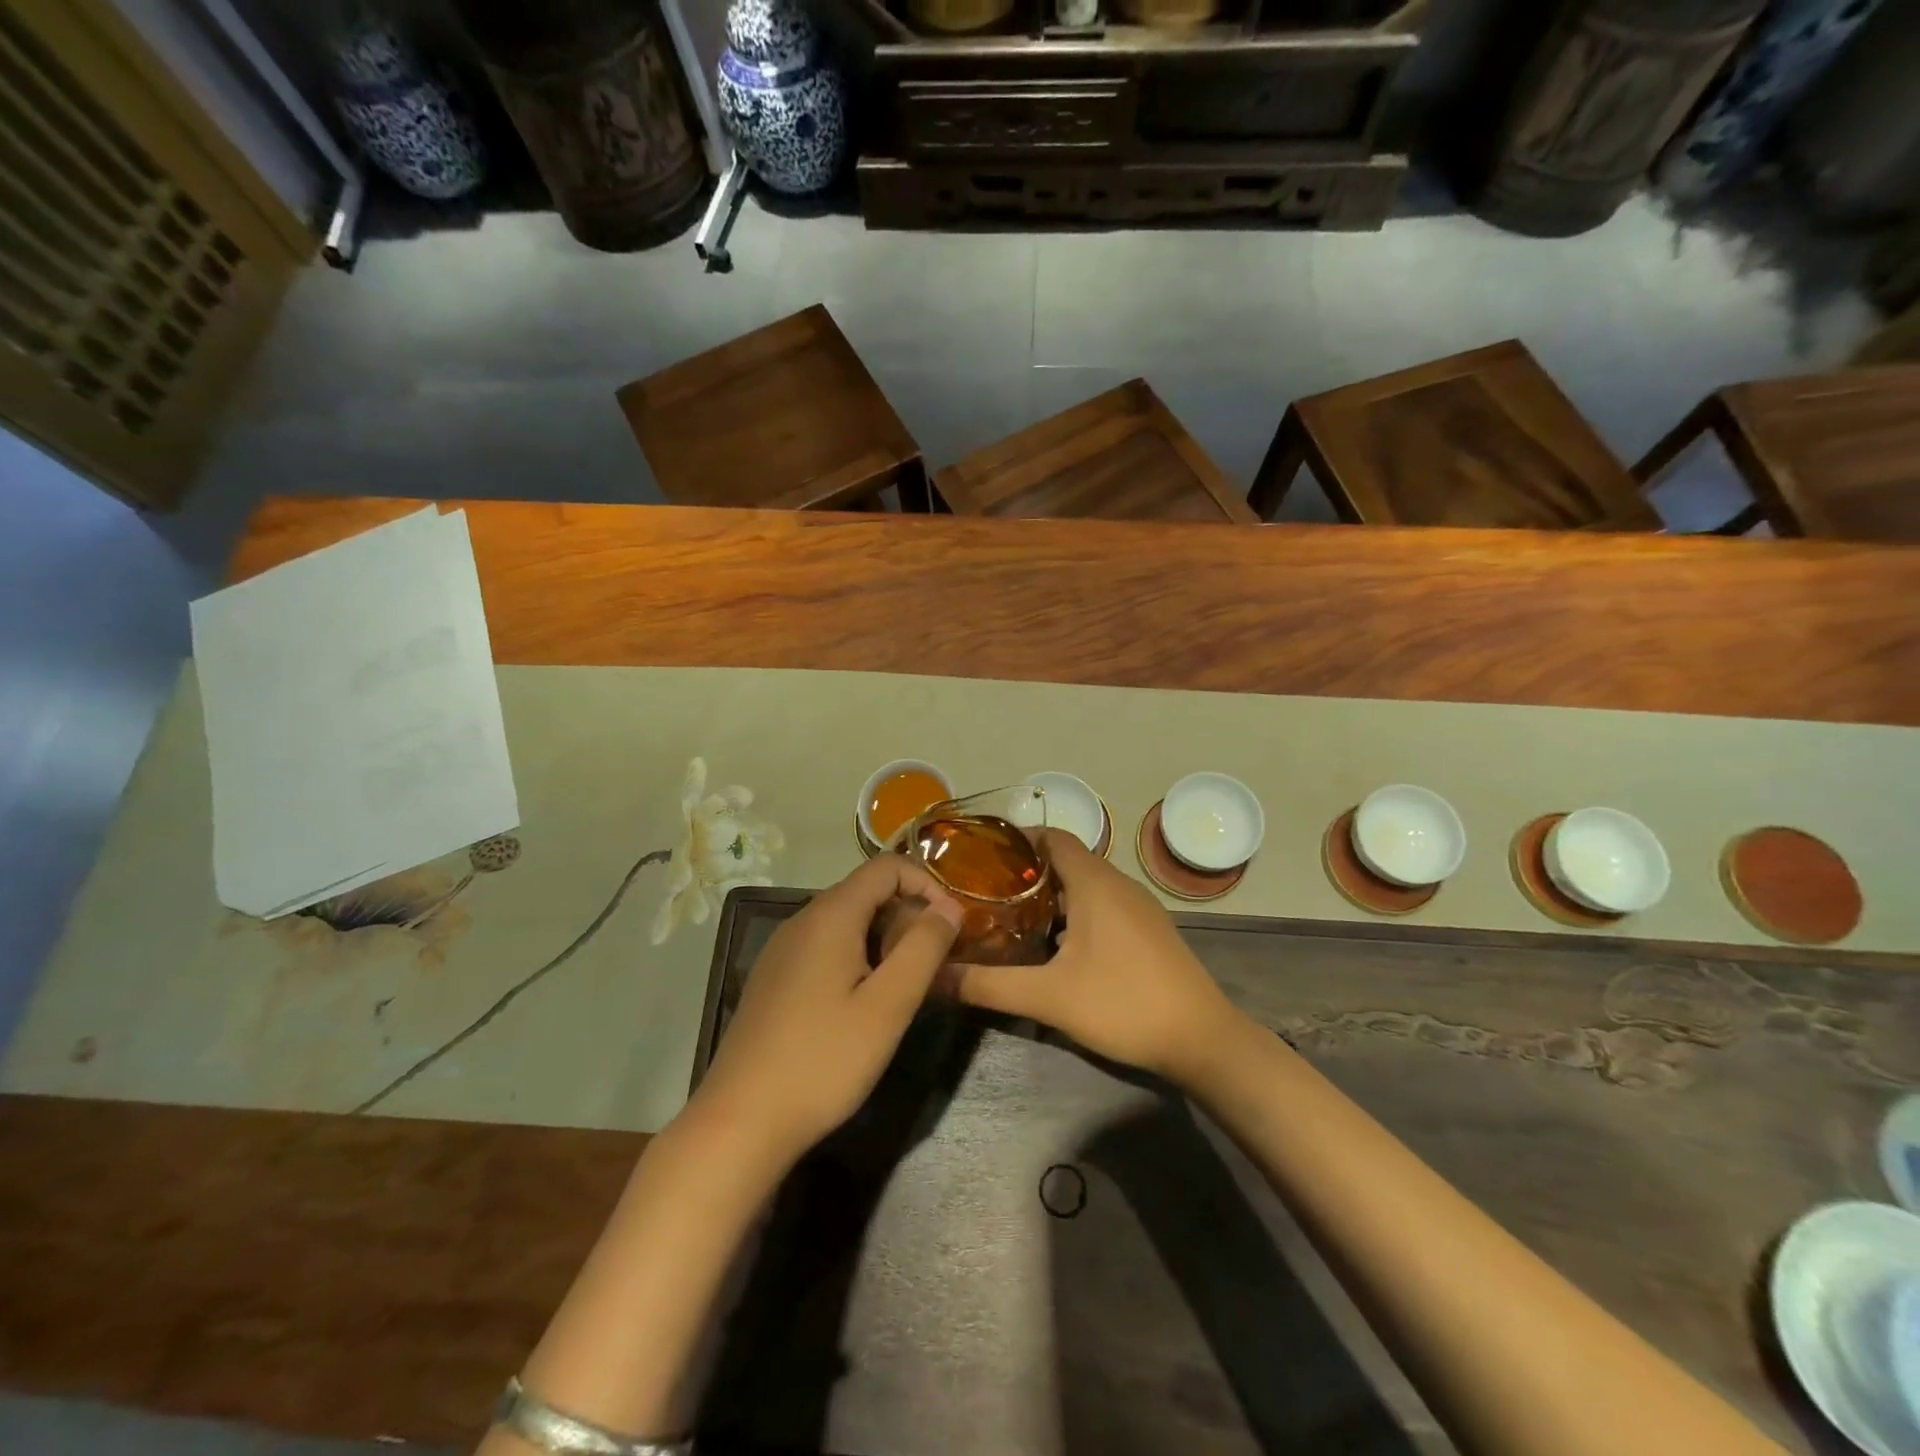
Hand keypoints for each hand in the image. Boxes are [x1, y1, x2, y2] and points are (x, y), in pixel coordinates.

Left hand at [687, 855, 963, 1170]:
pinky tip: (862, 1005)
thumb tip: (950, 906)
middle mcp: (802, 920)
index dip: (926, 884)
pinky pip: (825, 947)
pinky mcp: (774, 978)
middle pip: (866, 892)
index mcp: (830, 915)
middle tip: (933, 965)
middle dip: (908, 916)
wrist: (740, 1121)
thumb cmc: (823, 1060)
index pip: (887, 867)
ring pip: (846, 922)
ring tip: (904, 987)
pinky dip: (857, 957)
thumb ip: (924, 948)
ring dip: (884, 940)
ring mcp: (783, 950)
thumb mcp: (888, 1005)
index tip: (951, 926)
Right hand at [953, 830, 1241, 1084]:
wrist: (1202, 1040)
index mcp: (1095, 883)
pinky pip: (1102, 906)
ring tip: (1010, 919)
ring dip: (1050, 897)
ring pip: (1084, 886)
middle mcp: (1118, 884)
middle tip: (985, 895)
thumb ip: (988, 986)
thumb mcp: (1048, 997)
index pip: (1052, 837)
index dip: (1017, 842)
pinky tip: (1055, 948)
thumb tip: (934, 979)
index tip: (981, 859)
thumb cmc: (1123, 1004)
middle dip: (1026, 875)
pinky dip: (1074, 914)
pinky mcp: (1148, 930)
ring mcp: (1138, 907)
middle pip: (1065, 861)